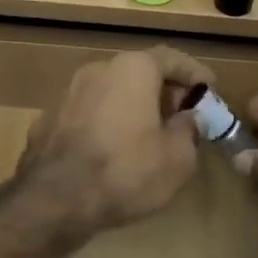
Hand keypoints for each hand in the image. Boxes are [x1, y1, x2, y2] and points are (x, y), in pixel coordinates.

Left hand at [15, 46, 212, 238]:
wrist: (54, 199)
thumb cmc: (126, 171)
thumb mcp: (177, 159)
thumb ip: (189, 131)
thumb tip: (188, 119)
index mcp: (132, 69)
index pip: (170, 58)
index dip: (193, 73)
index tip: (209, 88)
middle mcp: (97, 70)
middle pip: (138, 72)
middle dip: (162, 91)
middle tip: (181, 114)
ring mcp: (68, 92)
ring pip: (110, 91)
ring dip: (132, 106)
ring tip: (149, 134)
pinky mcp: (48, 118)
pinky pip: (88, 113)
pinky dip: (106, 122)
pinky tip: (114, 149)